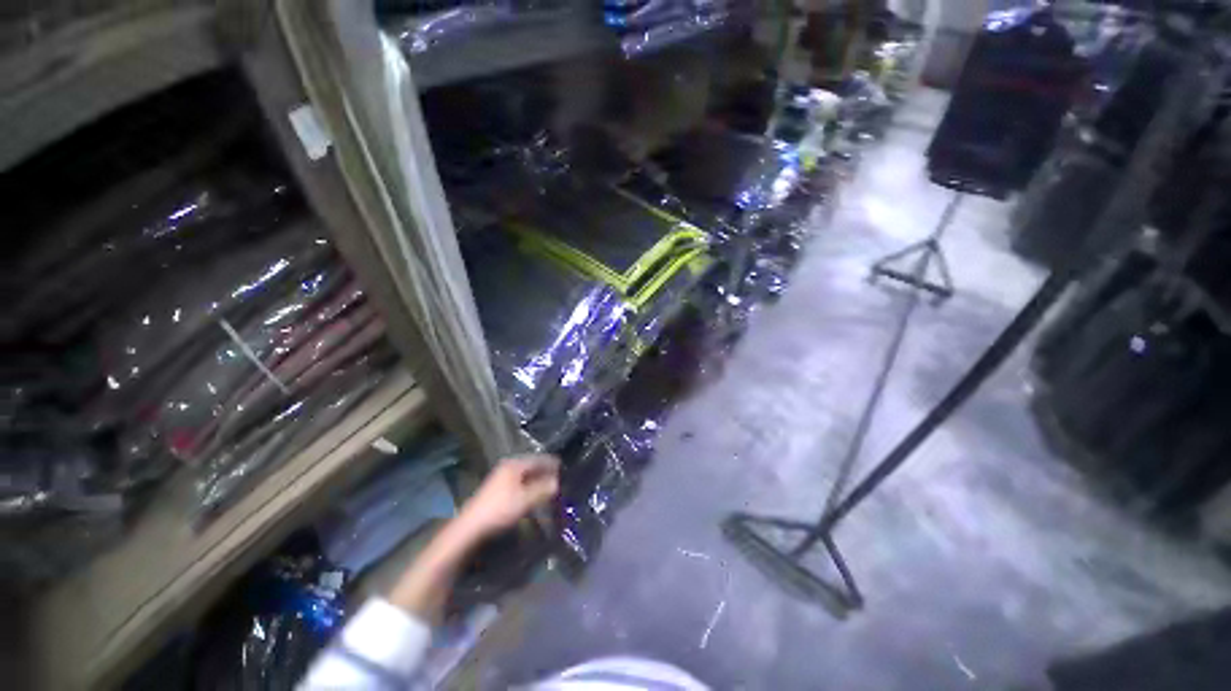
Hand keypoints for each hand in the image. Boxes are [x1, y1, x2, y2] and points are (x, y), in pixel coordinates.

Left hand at [456, 454, 559, 538]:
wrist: (470, 527)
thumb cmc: (500, 509)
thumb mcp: (525, 500)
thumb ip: (543, 489)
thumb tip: (557, 482)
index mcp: (515, 464)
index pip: (538, 459)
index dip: (552, 464)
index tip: (564, 468)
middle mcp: (508, 467)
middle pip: (531, 466)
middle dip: (545, 473)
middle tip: (559, 479)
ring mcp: (500, 478)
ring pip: (525, 476)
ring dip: (537, 481)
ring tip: (549, 488)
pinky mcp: (497, 490)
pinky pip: (519, 483)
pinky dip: (528, 487)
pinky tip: (533, 496)